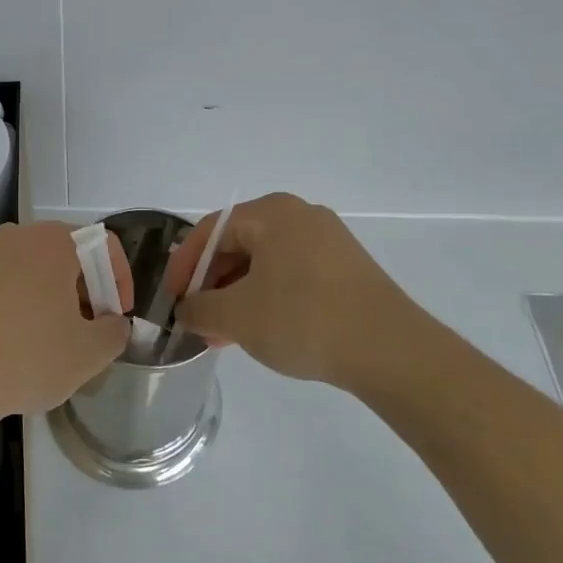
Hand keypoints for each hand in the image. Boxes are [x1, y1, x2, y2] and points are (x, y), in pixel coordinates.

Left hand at [0, 220, 131, 428]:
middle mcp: (19, 236)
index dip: (121, 282)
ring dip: (58, 299)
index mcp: (54, 241)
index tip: (118, 318)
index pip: (104, 246)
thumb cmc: (26, 356)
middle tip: (92, 331)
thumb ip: (115, 331)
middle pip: (70, 255)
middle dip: (89, 291)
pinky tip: (24, 343)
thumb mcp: (89, 352)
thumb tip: (113, 323)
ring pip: (39, 270)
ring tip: (59, 341)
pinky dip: (27, 305)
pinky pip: (11, 283)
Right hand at [165, 192, 411, 388]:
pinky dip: (268, 298)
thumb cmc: (303, 319)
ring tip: (224, 334)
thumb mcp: (237, 316)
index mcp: (272, 213)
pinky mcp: (346, 269)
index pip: (211, 230)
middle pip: (239, 244)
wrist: (390, 350)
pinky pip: (291, 275)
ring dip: (237, 295)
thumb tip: (188, 310)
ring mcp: (328, 242)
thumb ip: (199, 309)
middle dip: (212, 284)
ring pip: (265, 263)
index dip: (183, 266)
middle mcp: (300, 216)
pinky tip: (260, 331)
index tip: (172, 300)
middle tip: (197, 319)